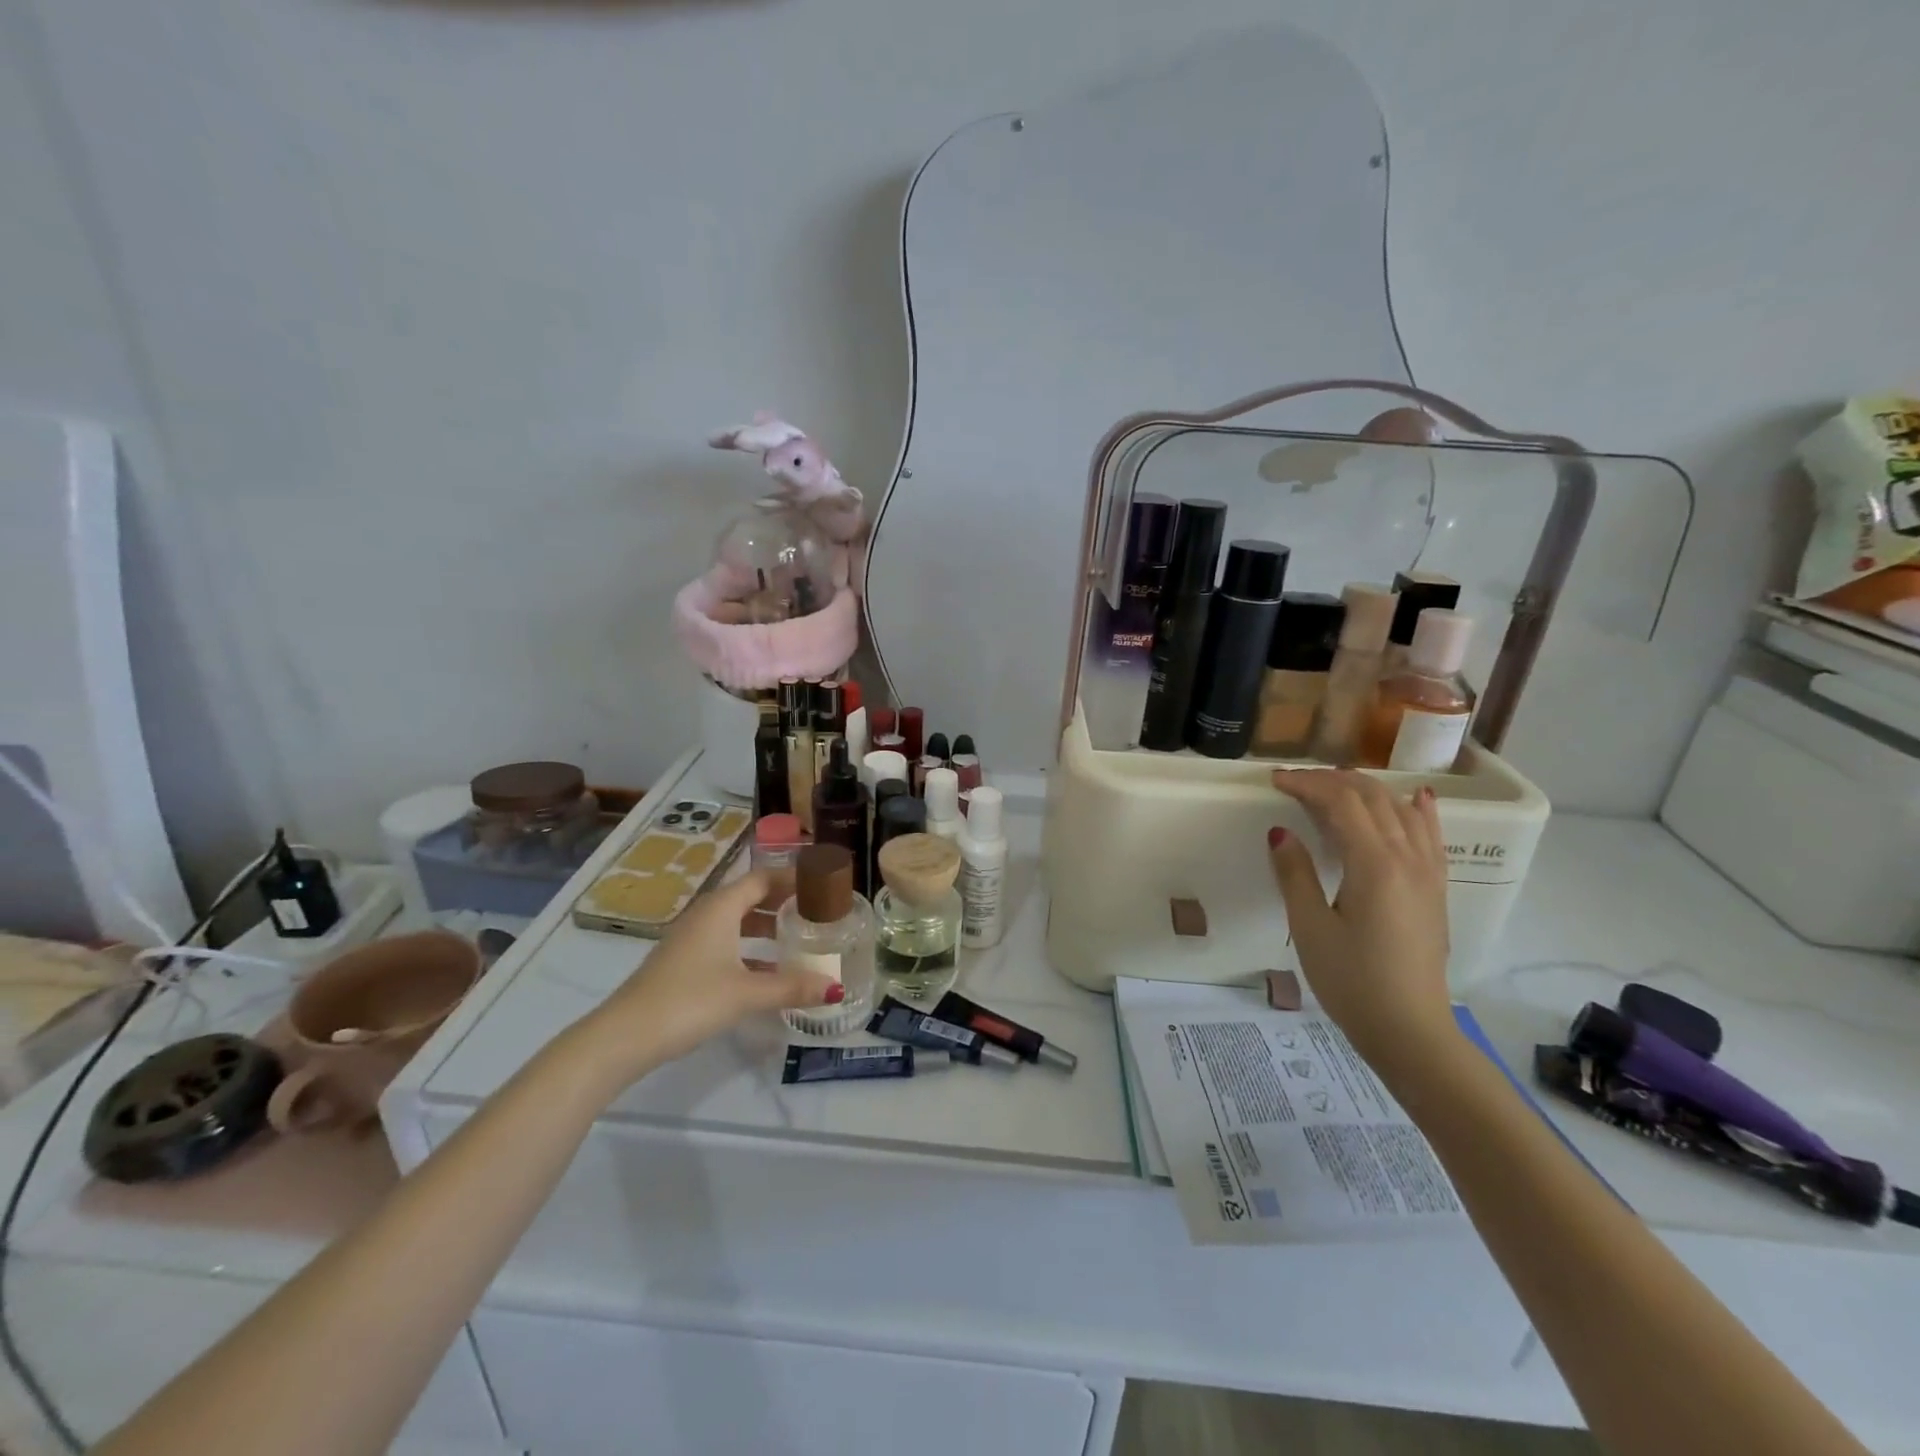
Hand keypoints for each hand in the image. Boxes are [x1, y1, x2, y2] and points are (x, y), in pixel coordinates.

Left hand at [585, 870, 841, 1082]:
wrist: (625, 1035)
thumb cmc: (690, 1000)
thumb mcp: (746, 993)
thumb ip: (791, 987)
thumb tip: (835, 987)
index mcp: (721, 908)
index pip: (763, 878)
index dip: (792, 878)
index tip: (822, 885)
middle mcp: (706, 915)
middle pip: (751, 897)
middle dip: (784, 902)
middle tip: (818, 912)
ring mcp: (692, 939)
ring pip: (737, 922)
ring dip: (767, 928)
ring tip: (800, 940)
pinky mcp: (684, 963)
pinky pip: (726, 943)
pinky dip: (750, 949)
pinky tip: (768, 973)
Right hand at [1268, 769, 1455, 1061]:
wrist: (1410, 1031)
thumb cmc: (1352, 982)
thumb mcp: (1310, 928)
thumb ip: (1295, 874)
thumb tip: (1280, 832)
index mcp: (1375, 865)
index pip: (1341, 803)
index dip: (1306, 785)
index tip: (1274, 781)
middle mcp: (1408, 858)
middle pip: (1372, 798)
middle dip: (1331, 781)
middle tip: (1294, 782)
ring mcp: (1428, 873)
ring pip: (1401, 810)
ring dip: (1365, 790)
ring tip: (1333, 786)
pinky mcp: (1435, 889)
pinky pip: (1430, 835)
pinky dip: (1417, 810)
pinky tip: (1414, 797)